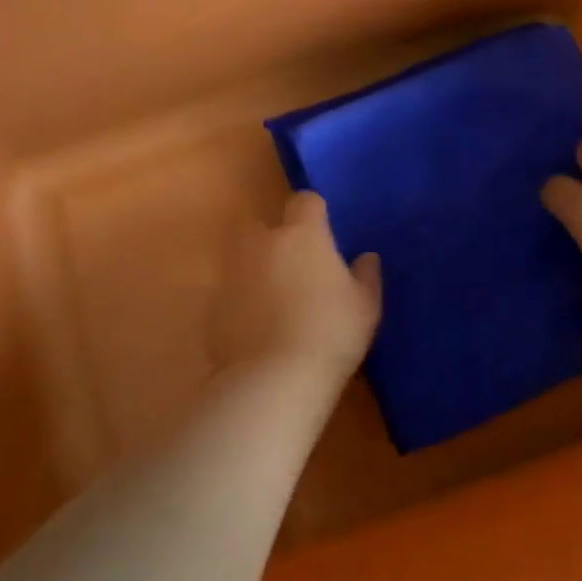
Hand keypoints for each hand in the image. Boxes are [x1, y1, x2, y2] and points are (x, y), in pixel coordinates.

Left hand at [215, 192, 381, 378]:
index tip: (325, 234)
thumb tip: (366, 257)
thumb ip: (366, 275)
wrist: (272, 379)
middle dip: (280, 240)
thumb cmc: (330, 332)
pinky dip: (244, 302)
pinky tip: (260, 329)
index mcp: (303, 234)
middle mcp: (263, 242)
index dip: (314, 214)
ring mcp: (233, 273)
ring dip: (260, 271)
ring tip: (279, 303)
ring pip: (246, 259)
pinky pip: (234, 292)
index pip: (305, 201)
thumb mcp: (365, 306)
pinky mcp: (215, 305)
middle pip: (267, 226)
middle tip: (301, 269)